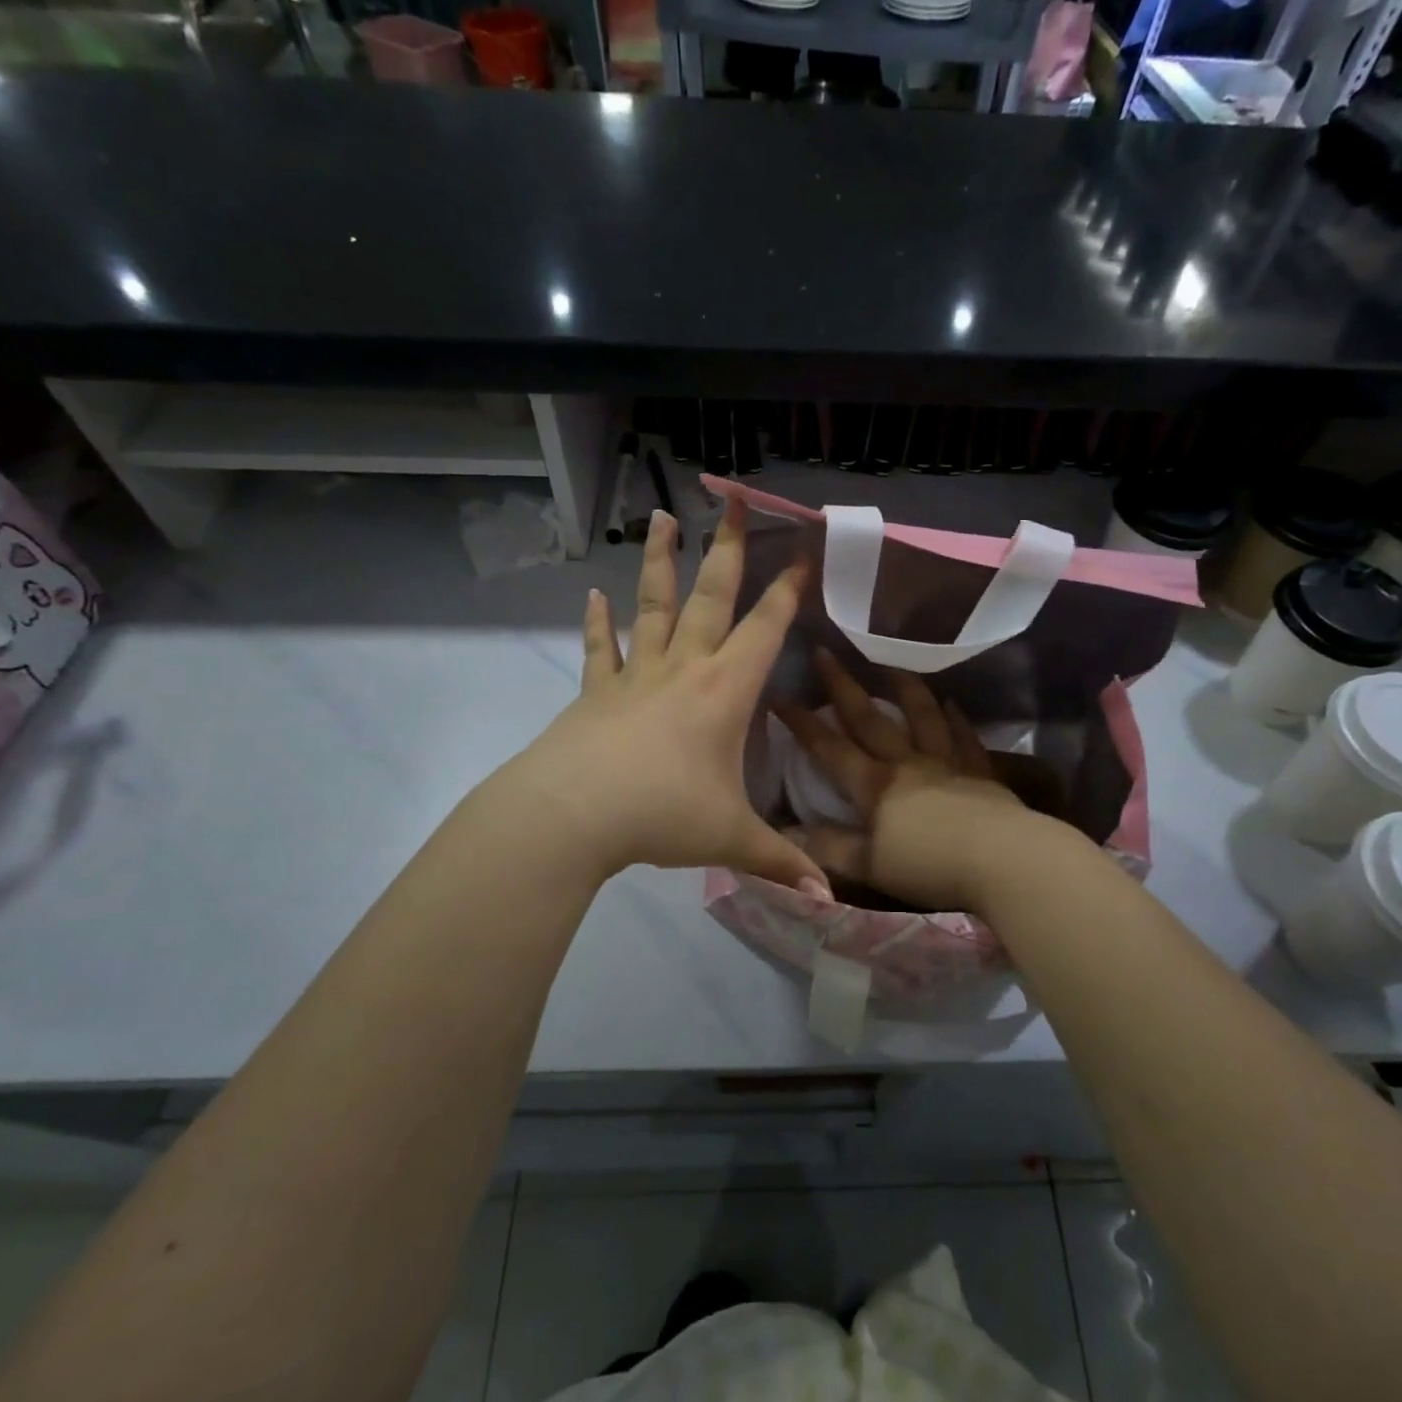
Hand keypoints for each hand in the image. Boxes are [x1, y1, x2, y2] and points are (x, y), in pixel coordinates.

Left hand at [503, 501, 829, 894]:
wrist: (573, 814)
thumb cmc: (661, 816)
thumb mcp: (729, 840)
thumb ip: (781, 862)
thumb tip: (828, 902)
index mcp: (724, 691)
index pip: (765, 628)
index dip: (787, 590)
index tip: (802, 552)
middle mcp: (684, 669)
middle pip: (711, 596)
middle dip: (727, 548)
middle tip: (733, 499)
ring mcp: (636, 675)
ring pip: (655, 606)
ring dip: (660, 562)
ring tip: (660, 517)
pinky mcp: (597, 692)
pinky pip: (600, 649)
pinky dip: (598, 623)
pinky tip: (592, 595)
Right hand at [773, 650, 1029, 912]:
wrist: (1002, 859)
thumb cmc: (930, 866)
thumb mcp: (869, 865)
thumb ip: (828, 848)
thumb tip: (785, 834)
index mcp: (874, 785)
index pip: (830, 749)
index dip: (804, 724)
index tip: (781, 697)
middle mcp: (906, 763)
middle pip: (870, 719)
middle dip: (843, 687)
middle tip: (825, 653)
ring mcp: (946, 763)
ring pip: (921, 716)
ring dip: (904, 689)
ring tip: (891, 667)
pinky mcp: (979, 772)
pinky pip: (963, 737)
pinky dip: (956, 719)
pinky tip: (952, 704)